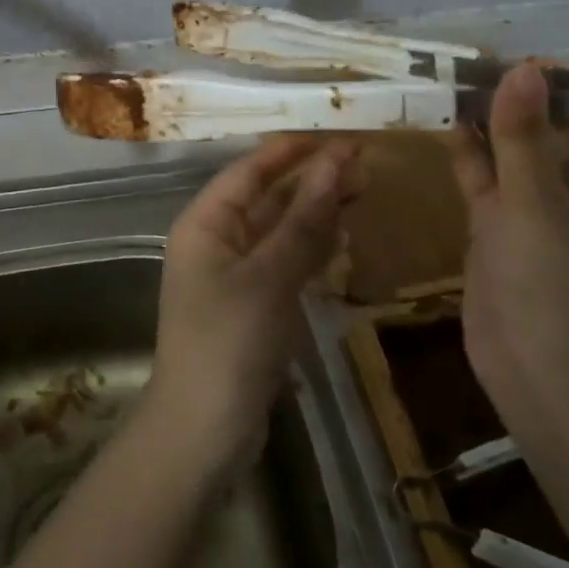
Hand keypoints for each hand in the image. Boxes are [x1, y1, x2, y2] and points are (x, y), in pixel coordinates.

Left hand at [146, 138, 363, 470]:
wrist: (203, 432)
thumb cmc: (228, 342)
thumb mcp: (268, 277)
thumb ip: (303, 221)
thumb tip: (336, 163)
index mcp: (206, 222)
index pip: (251, 170)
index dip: (293, 151)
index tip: (337, 135)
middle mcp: (218, 239)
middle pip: (269, 197)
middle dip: (312, 180)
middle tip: (365, 164)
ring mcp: (236, 273)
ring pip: (281, 229)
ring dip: (317, 211)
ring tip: (363, 190)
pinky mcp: (255, 303)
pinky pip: (286, 261)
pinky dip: (312, 247)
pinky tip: (342, 235)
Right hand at [451, 64, 568, 399]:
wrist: (543, 386)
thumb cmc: (558, 291)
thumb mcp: (538, 205)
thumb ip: (524, 135)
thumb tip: (521, 69)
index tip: (525, 74)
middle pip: (566, 126)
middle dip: (524, 97)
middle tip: (476, 74)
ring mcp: (547, 211)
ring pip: (524, 150)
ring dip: (492, 121)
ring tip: (452, 88)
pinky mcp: (508, 229)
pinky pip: (493, 178)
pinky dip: (472, 152)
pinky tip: (444, 126)